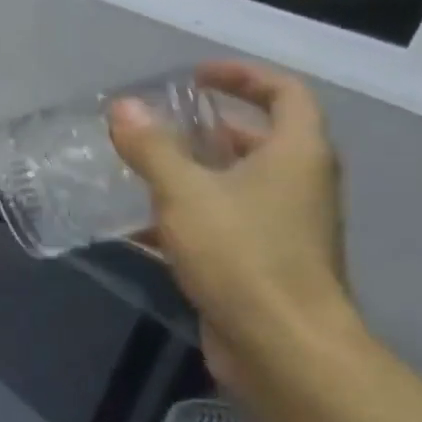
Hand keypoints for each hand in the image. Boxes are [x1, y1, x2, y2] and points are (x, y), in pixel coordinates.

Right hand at [108, 60, 355, 389]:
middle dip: (207, 127)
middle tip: (157, 124)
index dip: (242, 76)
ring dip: (191, 171)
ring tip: (139, 167)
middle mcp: (297, 184)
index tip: (195, 76)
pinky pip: (220, 221)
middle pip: (257, 139)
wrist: (281, 345)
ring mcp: (281, 226)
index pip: (284, 93)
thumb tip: (123, 107)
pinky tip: (137, 224)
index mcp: (297, 155)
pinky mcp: (259, 261)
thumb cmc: (243, 255)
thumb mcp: (186, 193)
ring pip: (235, 183)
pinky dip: (184, 214)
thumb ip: (152, 148)